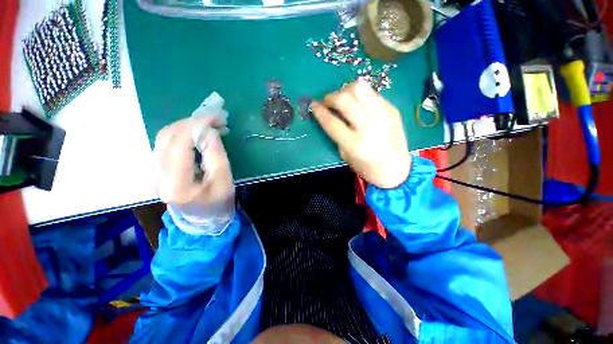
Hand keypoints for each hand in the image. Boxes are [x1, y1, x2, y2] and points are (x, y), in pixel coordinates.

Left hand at [154, 116, 233, 227]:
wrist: (203, 220)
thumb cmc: (218, 203)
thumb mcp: (224, 180)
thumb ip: (216, 155)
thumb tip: (209, 131)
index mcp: (175, 183)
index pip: (179, 143)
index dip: (197, 125)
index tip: (216, 116)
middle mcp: (156, 175)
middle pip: (167, 136)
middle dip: (192, 122)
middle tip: (216, 118)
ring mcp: (153, 172)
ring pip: (164, 137)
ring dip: (187, 126)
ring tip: (209, 124)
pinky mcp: (157, 169)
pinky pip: (166, 143)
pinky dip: (183, 133)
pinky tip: (198, 133)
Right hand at [312, 81, 410, 188]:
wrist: (397, 169)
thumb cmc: (367, 168)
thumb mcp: (346, 156)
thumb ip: (337, 135)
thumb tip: (330, 115)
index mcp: (355, 144)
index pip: (332, 122)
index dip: (319, 112)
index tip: (313, 105)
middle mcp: (369, 126)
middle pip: (344, 99)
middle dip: (330, 97)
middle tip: (327, 102)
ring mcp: (382, 115)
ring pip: (359, 88)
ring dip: (345, 90)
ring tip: (342, 99)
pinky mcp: (392, 109)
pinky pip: (371, 93)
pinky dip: (359, 95)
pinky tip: (357, 103)